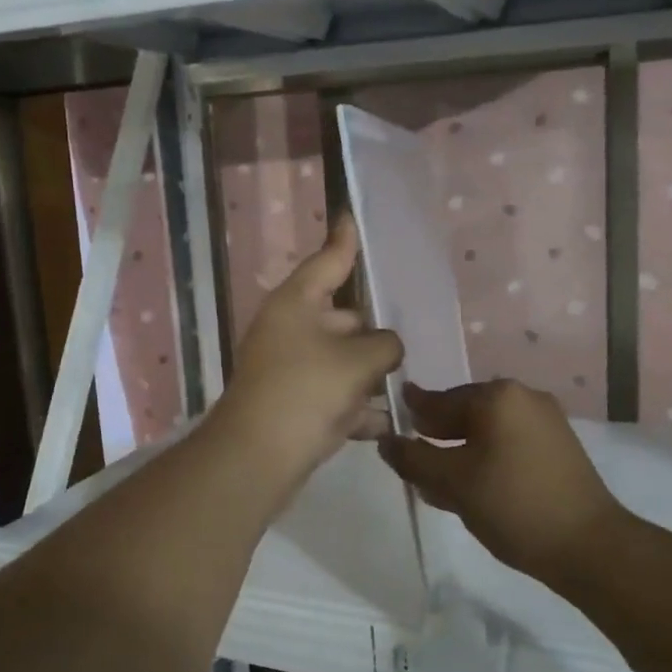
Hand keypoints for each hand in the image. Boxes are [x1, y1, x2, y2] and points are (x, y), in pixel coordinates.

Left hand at [207, 214, 403, 489]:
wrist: (258, 458)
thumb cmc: (307, 391)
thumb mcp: (359, 360)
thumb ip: (385, 344)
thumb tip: (386, 347)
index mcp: (297, 304)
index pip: (328, 261)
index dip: (344, 239)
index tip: (351, 214)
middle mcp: (291, 329)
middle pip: (344, 317)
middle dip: (375, 331)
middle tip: (412, 336)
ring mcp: (291, 368)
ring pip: (342, 360)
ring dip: (370, 374)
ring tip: (407, 382)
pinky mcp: (294, 403)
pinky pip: (334, 395)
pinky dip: (356, 407)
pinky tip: (386, 423)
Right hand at [378, 380, 628, 581]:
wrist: (588, 546)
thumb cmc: (512, 504)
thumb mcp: (452, 482)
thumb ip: (413, 458)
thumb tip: (386, 441)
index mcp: (497, 396)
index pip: (439, 400)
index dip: (412, 414)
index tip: (391, 422)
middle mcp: (524, 398)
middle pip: (464, 414)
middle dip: (437, 437)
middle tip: (413, 462)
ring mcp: (546, 422)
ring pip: (487, 432)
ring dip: (460, 452)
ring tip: (438, 484)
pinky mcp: (559, 448)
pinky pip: (509, 444)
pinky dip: (486, 459)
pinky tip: (472, 488)